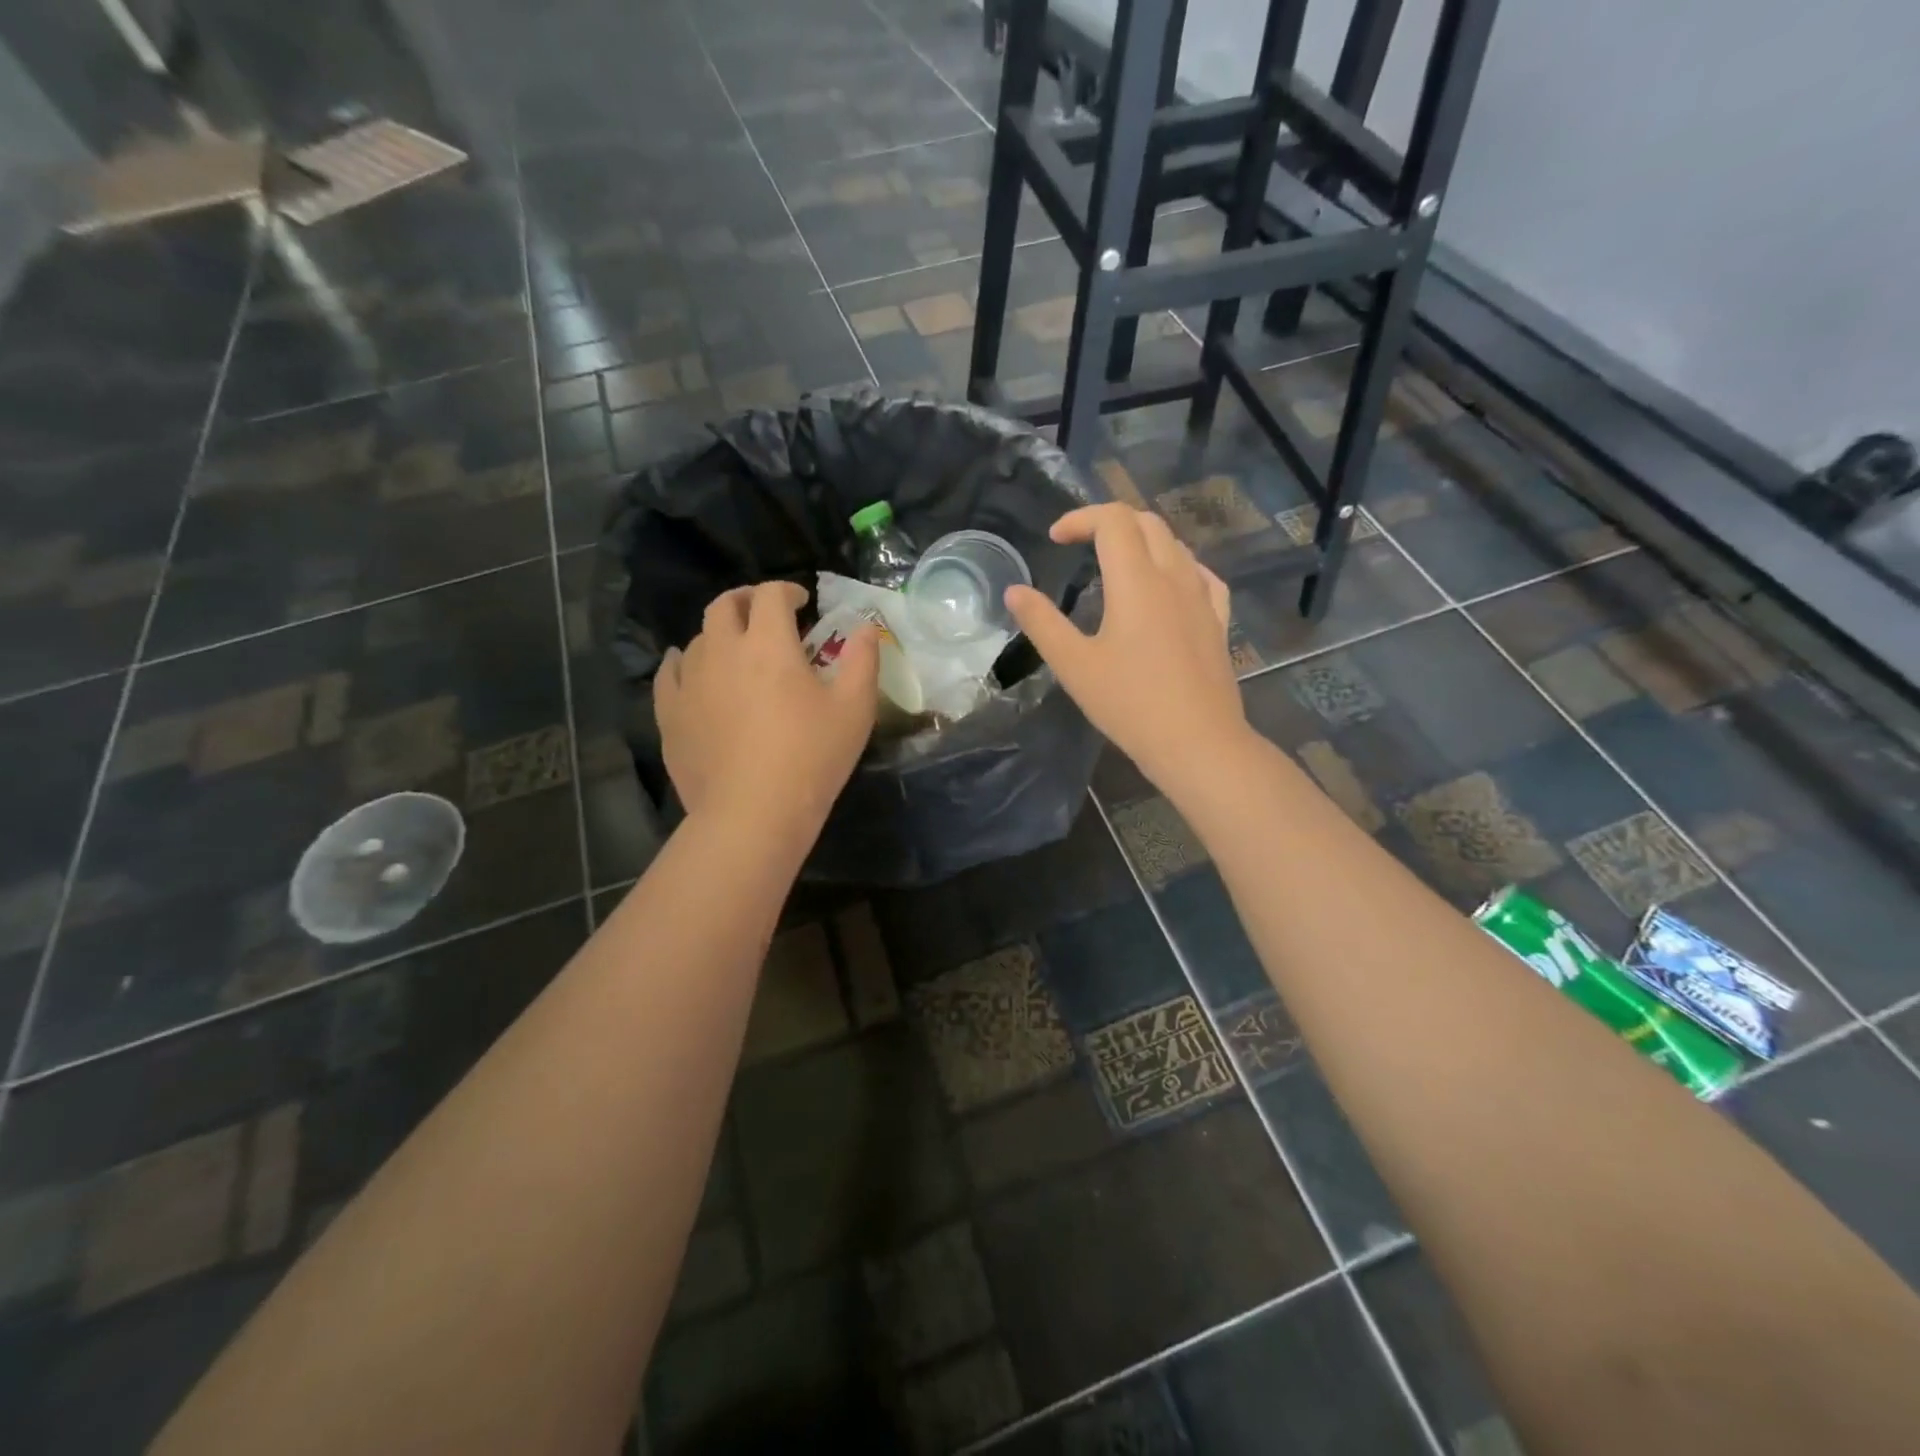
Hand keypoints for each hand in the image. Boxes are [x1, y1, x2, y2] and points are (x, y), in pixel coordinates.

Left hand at [655, 582, 878, 836]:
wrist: (752, 813)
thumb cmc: (811, 757)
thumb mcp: (855, 708)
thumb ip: (862, 659)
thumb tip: (864, 627)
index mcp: (768, 643)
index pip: (771, 595)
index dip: (788, 590)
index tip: (802, 602)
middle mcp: (722, 650)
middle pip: (725, 605)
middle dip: (748, 601)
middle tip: (766, 616)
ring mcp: (689, 681)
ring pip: (698, 638)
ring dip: (721, 634)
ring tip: (737, 653)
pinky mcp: (669, 713)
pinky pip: (670, 672)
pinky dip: (684, 663)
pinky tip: (693, 673)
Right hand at [1005, 503, 1247, 795]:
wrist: (1197, 742)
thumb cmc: (1129, 704)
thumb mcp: (1074, 665)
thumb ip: (1042, 622)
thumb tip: (1015, 591)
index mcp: (1136, 580)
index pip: (1113, 520)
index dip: (1081, 518)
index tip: (1055, 539)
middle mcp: (1174, 576)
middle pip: (1147, 522)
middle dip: (1110, 522)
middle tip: (1081, 544)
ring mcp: (1202, 597)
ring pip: (1175, 545)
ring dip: (1142, 540)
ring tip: (1116, 564)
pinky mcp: (1218, 620)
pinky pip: (1201, 574)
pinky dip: (1176, 565)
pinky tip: (1168, 585)